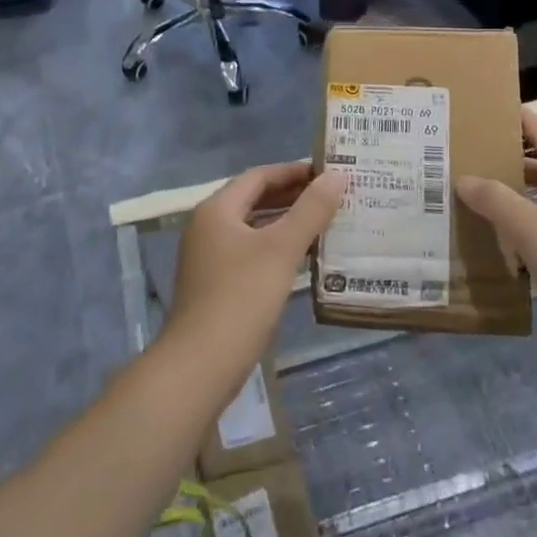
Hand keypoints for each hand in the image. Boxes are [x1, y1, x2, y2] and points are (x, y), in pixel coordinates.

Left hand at [163, 161, 345, 391]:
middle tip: (333, 196)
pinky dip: (277, 248)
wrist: (200, 366)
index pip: (259, 176)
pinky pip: (251, 253)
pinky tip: (304, 259)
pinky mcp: (216, 285)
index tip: (328, 172)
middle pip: (255, 200)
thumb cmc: (241, 298)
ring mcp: (209, 258)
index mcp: (217, 209)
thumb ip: (311, 210)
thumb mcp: (281, 249)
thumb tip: (336, 175)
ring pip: (254, 228)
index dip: (293, 171)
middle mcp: (209, 226)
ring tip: (327, 223)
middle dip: (293, 196)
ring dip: (287, 223)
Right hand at [456, 110, 536, 363]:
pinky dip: (524, 237)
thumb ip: (496, 200)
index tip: (490, 111)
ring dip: (514, 202)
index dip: (521, 119)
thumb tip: (464, 178)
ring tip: (476, 203)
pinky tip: (501, 251)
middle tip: (470, 161)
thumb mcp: (530, 228)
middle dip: (509, 162)